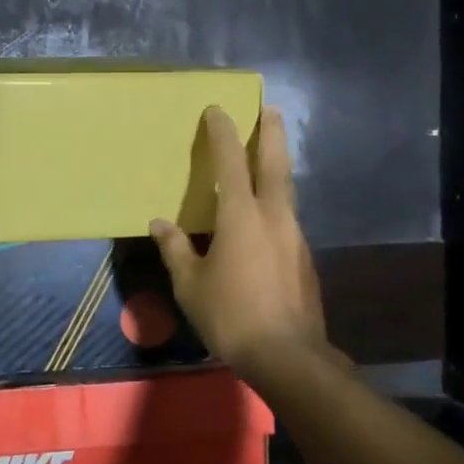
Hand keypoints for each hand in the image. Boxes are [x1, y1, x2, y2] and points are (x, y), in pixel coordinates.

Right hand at [150, 106, 331, 368]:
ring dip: (277, 166)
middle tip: (270, 108)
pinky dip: (276, 202)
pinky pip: (286, 217)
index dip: (223, 133)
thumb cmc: (230, 315)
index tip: (218, 110)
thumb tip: (159, 223)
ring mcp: (294, 236)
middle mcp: (273, 216)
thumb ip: (175, 249)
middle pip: (275, 163)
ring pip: (286, 189)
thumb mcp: (190, 284)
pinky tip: (264, 218)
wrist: (287, 355)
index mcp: (241, 216)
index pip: (230, 162)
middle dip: (272, 132)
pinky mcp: (304, 257)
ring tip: (266, 157)